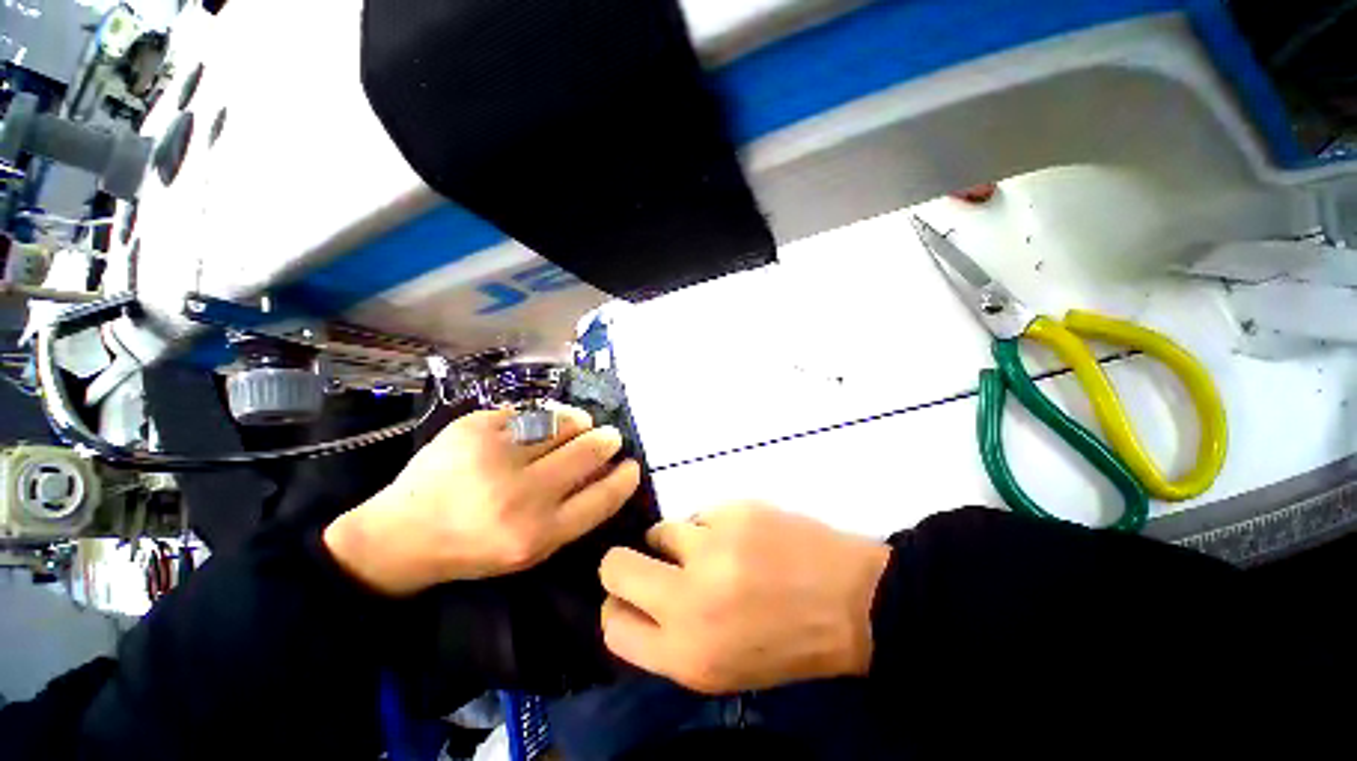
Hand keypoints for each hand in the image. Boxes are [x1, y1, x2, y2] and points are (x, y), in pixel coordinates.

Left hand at [325, 405, 641, 595]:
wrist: (400, 535)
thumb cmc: (474, 548)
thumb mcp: (532, 549)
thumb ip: (574, 513)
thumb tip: (609, 471)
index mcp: (537, 534)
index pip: (603, 496)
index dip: (625, 477)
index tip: (631, 465)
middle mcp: (520, 495)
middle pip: (589, 451)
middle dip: (607, 440)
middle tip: (608, 437)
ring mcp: (494, 456)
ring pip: (563, 422)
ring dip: (579, 422)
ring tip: (579, 425)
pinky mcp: (472, 428)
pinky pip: (528, 412)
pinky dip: (542, 417)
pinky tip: (540, 425)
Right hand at [599, 503, 891, 693]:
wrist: (851, 600)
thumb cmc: (787, 644)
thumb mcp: (723, 669)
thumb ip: (670, 640)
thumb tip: (635, 603)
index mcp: (686, 654)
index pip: (612, 625)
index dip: (616, 606)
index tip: (630, 596)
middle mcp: (689, 600)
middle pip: (615, 566)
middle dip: (625, 564)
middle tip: (655, 564)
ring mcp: (712, 547)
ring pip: (660, 531)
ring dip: (678, 543)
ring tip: (715, 552)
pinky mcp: (733, 511)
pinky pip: (700, 515)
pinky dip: (712, 526)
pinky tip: (744, 538)